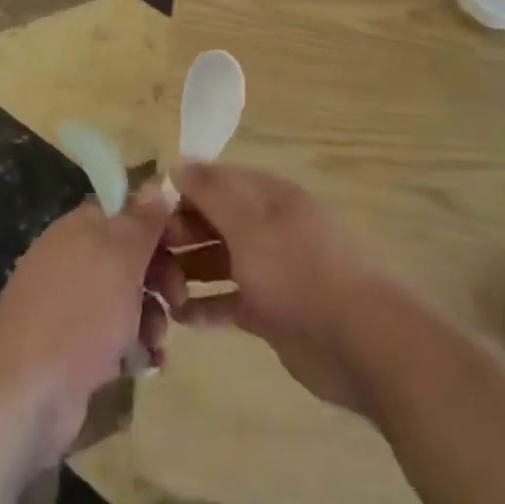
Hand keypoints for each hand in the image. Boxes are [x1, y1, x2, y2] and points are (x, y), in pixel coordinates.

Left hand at [0, 184, 185, 464]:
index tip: (188, 248)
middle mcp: (72, 259)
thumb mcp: (120, 258)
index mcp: (80, 229)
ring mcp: (70, 305)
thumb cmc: (79, 313)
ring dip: (151, 316)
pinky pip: (114, 336)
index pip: (127, 212)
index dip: (159, 226)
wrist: (23, 394)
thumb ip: (142, 221)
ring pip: (126, 298)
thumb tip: (158, 181)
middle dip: (161, 277)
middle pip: (129, 256)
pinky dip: (134, 346)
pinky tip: (147, 363)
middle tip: (178, 301)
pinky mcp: (72, 347)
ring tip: (157, 341)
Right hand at [166, 162, 409, 416]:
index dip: (181, 193)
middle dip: (180, 235)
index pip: (216, 181)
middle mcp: (268, 227)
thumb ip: (212, 192)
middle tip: (148, 259)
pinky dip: (208, 307)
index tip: (146, 215)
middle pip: (214, 221)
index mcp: (268, 197)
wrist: (358, 340)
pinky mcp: (272, 310)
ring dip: (189, 273)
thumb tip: (178, 163)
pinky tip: (183, 319)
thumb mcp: (249, 224)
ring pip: (219, 261)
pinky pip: (231, 301)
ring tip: (159, 291)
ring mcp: (271, 269)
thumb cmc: (297, 271)